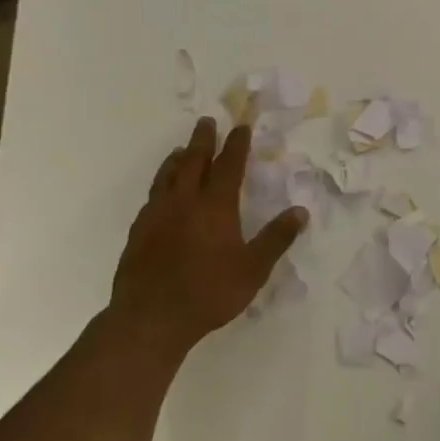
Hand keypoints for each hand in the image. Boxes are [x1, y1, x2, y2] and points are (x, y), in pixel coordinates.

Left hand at [109, 118, 306, 360]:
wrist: (150, 319)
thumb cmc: (208, 293)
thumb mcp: (253, 269)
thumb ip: (276, 239)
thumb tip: (301, 211)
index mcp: (215, 206)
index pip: (229, 165)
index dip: (236, 144)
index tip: (241, 126)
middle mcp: (185, 202)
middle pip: (194, 161)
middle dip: (202, 139)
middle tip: (206, 121)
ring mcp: (157, 215)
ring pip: (167, 176)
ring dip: (177, 159)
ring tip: (181, 149)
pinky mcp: (138, 232)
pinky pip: (151, 197)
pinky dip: (160, 184)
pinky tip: (160, 193)